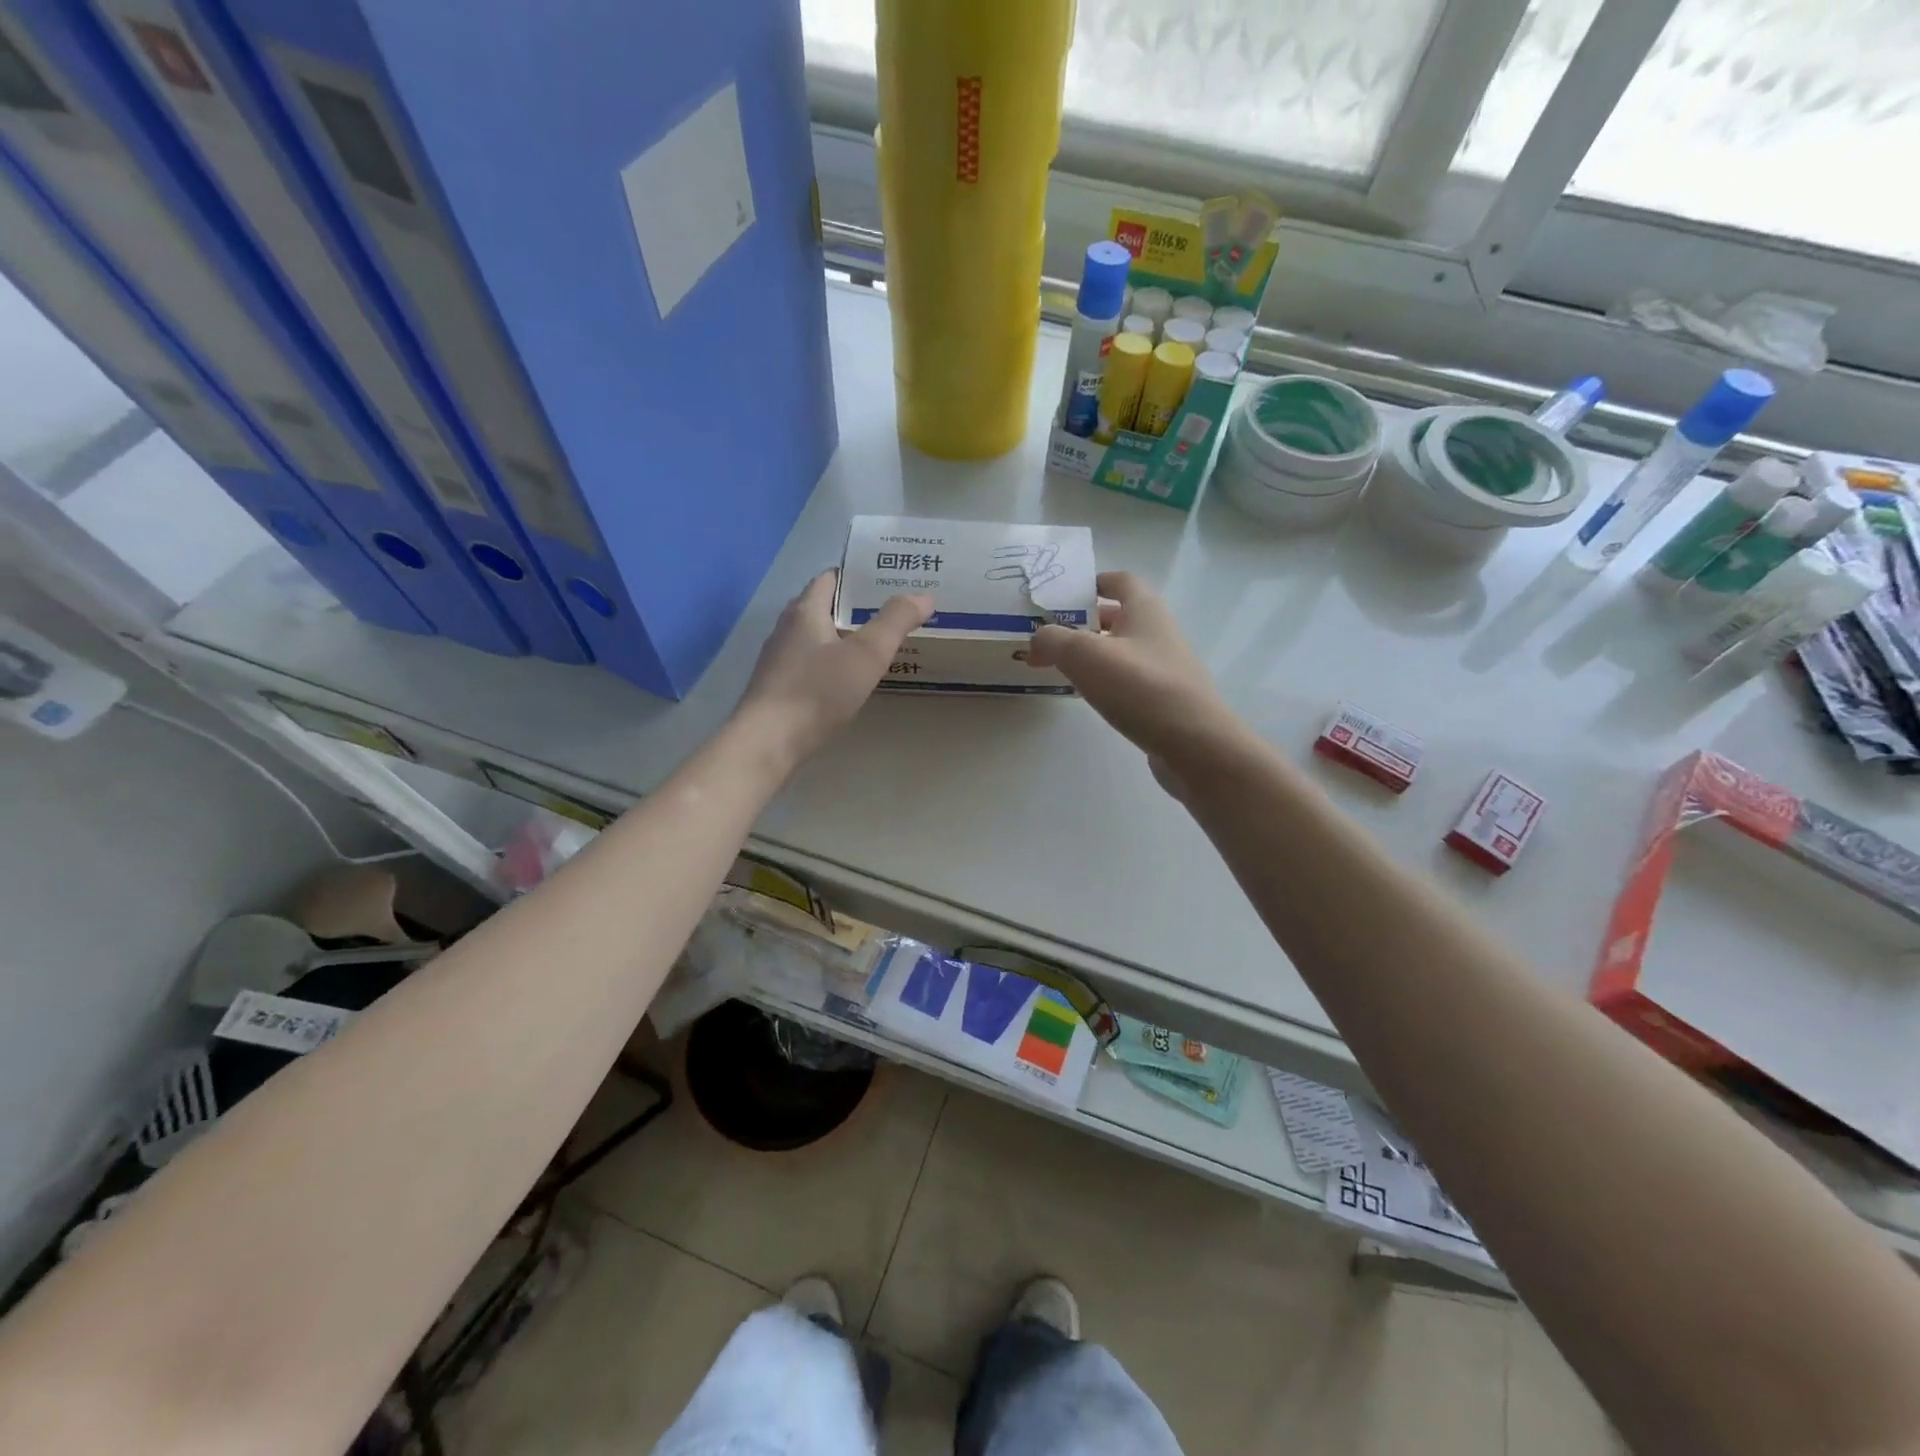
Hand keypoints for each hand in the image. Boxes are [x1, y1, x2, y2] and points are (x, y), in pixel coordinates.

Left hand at [734, 570, 931, 769]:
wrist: (768, 742)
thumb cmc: (817, 692)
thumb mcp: (866, 655)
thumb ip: (895, 622)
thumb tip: (924, 595)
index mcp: (805, 610)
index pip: (831, 577)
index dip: (859, 576)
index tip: (890, 582)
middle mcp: (786, 628)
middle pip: (824, 607)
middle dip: (856, 608)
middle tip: (892, 614)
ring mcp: (779, 659)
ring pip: (817, 638)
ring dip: (844, 637)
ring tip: (877, 645)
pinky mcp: (778, 687)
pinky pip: (810, 664)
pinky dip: (832, 663)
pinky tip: (849, 679)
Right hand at [1027, 572, 1235, 766]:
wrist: (1193, 743)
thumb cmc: (1139, 686)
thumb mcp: (1083, 655)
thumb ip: (1053, 640)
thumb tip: (1037, 640)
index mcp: (1145, 609)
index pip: (1120, 581)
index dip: (1093, 582)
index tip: (1063, 595)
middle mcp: (1159, 631)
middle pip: (1119, 617)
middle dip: (1085, 622)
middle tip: (1051, 636)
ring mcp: (1165, 666)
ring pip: (1123, 650)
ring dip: (1093, 655)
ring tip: (1061, 667)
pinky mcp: (1165, 699)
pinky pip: (1129, 680)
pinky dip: (1106, 681)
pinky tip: (1088, 697)